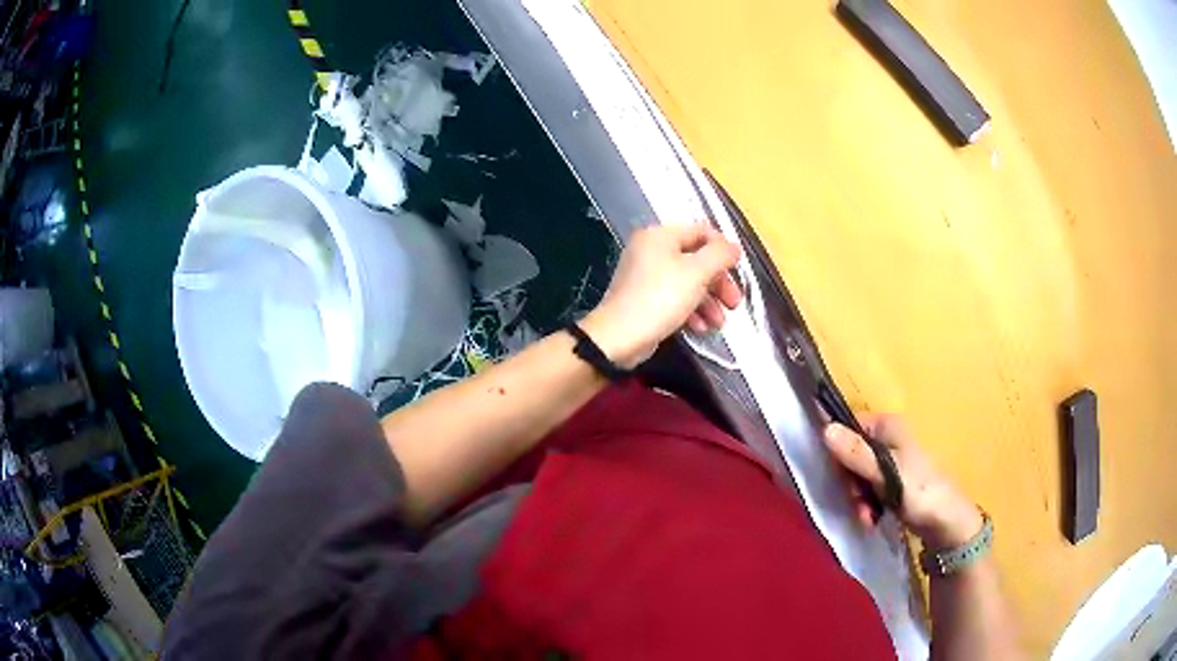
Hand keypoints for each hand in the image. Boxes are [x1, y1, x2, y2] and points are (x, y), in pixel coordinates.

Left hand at [580, 224, 742, 368]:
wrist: (619, 337)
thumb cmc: (660, 298)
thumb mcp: (696, 273)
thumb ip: (719, 255)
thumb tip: (733, 247)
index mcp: (660, 236)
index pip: (701, 232)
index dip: (723, 250)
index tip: (738, 271)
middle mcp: (651, 250)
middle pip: (696, 259)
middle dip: (718, 282)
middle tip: (734, 303)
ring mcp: (646, 276)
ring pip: (688, 282)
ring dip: (708, 301)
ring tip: (719, 323)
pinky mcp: (645, 299)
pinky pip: (675, 298)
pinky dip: (691, 311)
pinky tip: (701, 328)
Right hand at [823, 415, 982, 549]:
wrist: (945, 522)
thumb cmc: (919, 490)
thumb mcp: (885, 473)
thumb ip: (856, 453)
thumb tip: (825, 430)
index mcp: (887, 426)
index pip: (848, 426)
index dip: (837, 449)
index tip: (837, 474)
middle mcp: (887, 438)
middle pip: (849, 454)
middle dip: (849, 483)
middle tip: (856, 500)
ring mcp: (889, 462)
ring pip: (856, 475)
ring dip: (856, 498)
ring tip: (866, 516)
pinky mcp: (891, 483)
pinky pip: (867, 489)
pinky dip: (866, 504)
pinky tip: (871, 519)